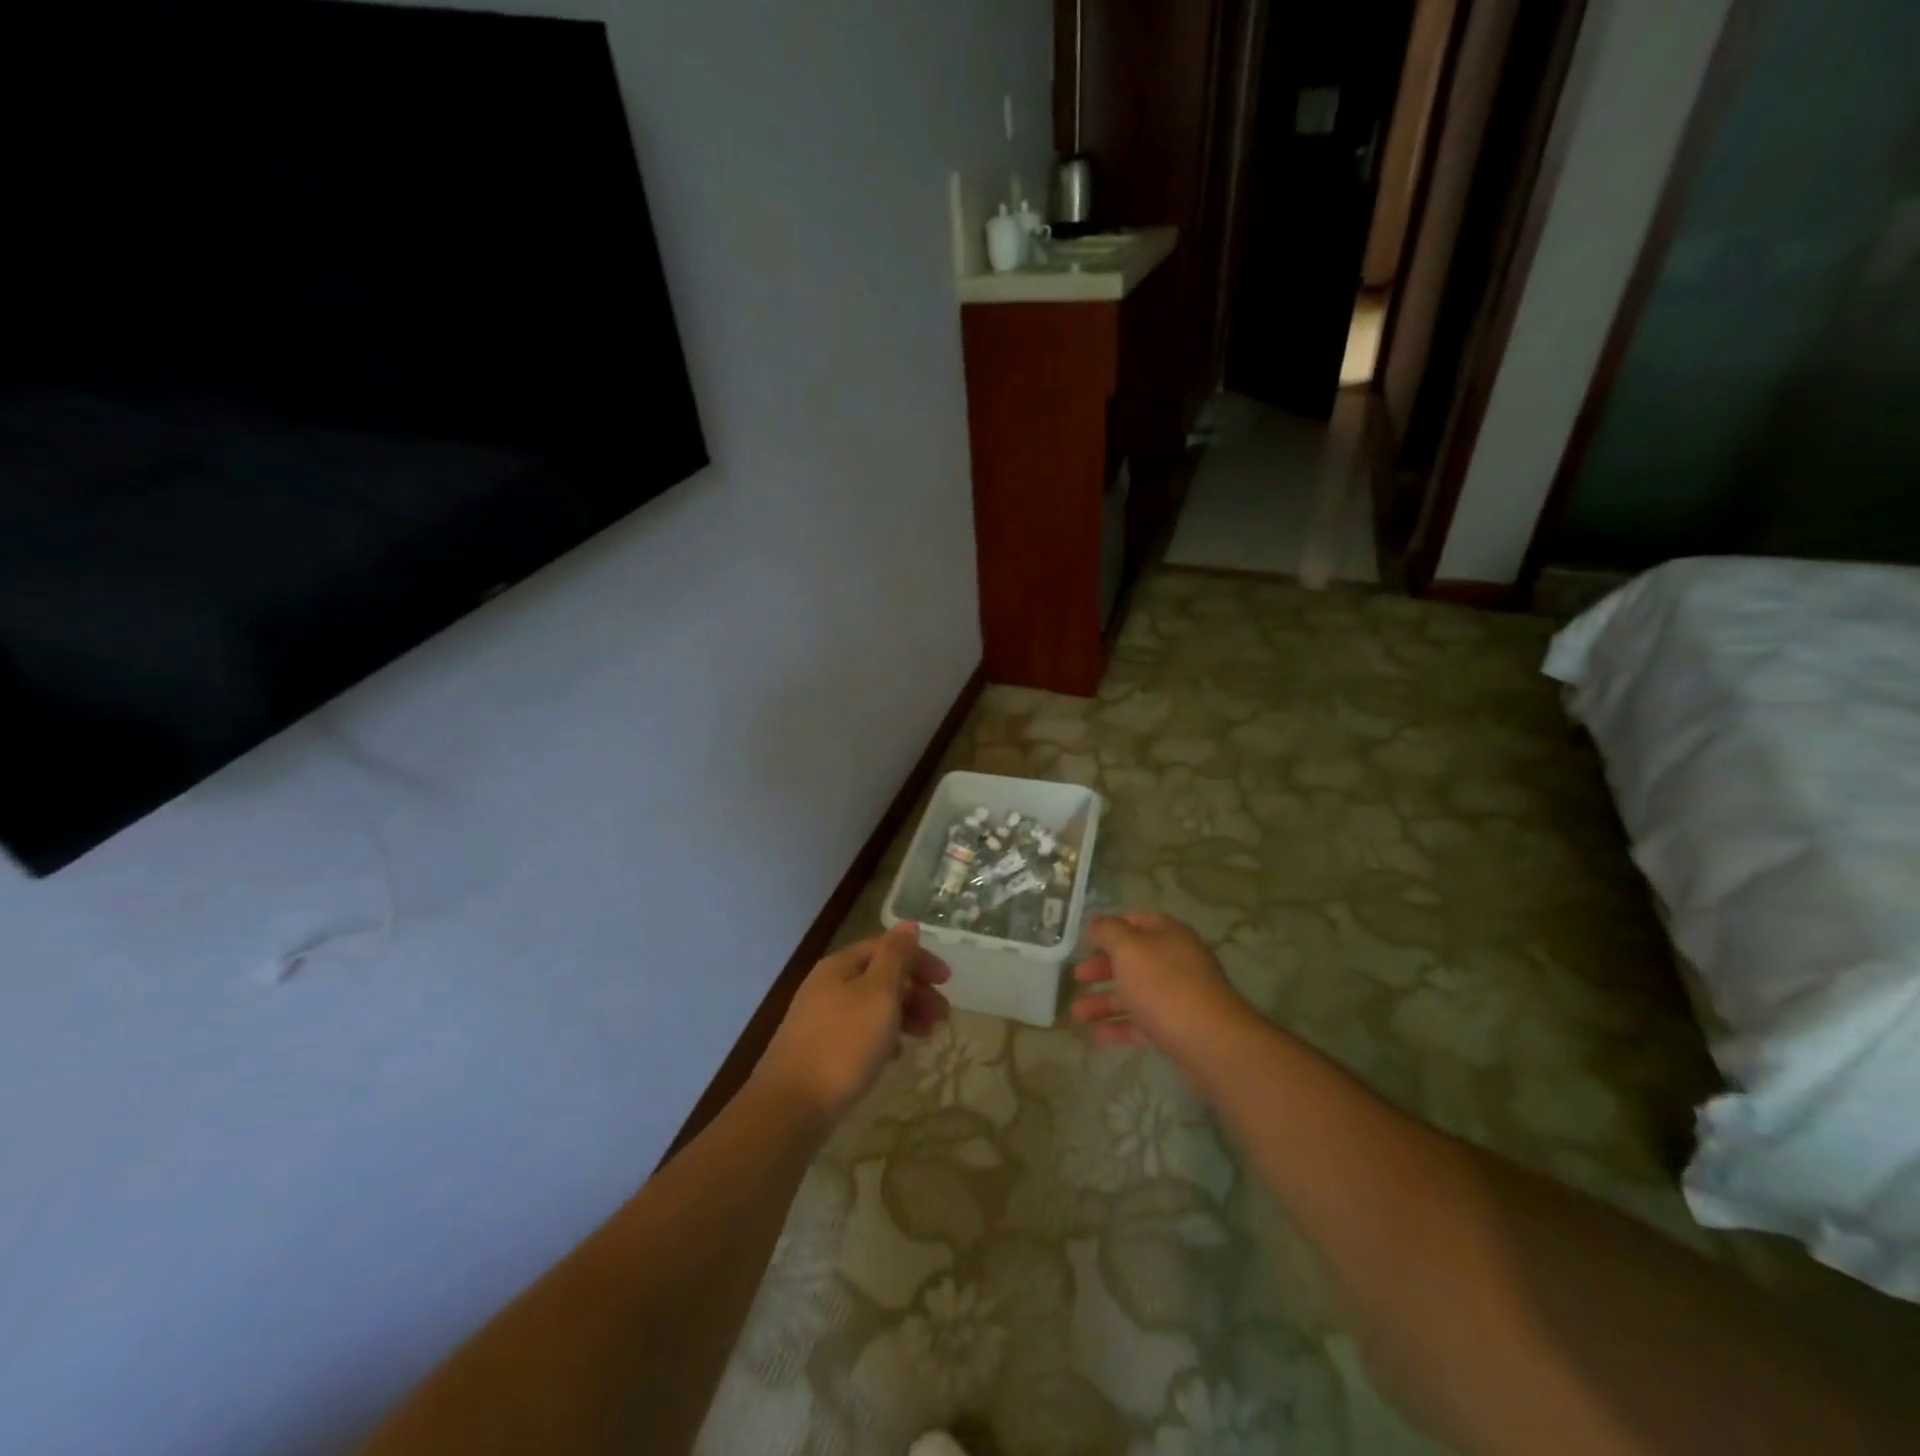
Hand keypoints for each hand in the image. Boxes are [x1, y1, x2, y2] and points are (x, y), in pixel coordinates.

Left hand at [753, 922, 950, 1124]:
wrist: (791, 1107)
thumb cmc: (844, 1043)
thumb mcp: (879, 993)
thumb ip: (896, 956)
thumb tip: (908, 925)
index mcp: (840, 965)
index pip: (886, 947)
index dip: (919, 958)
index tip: (948, 981)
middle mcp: (827, 985)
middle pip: (880, 976)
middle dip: (915, 990)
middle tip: (942, 1015)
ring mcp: (820, 1019)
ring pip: (872, 1005)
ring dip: (904, 1014)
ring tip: (927, 1036)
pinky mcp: (819, 1050)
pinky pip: (860, 1032)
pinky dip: (883, 1036)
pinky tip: (895, 1056)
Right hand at [1070, 912, 1252, 1066]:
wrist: (1211, 1043)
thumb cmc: (1164, 986)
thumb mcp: (1129, 949)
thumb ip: (1109, 932)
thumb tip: (1097, 922)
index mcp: (1168, 935)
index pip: (1135, 922)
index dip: (1108, 929)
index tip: (1083, 943)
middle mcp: (1176, 962)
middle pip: (1133, 960)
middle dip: (1102, 968)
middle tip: (1077, 977)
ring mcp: (1178, 997)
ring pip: (1135, 994)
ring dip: (1104, 1001)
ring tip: (1077, 1014)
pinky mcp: (1178, 1029)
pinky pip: (1143, 1023)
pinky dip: (1120, 1027)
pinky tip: (1097, 1036)